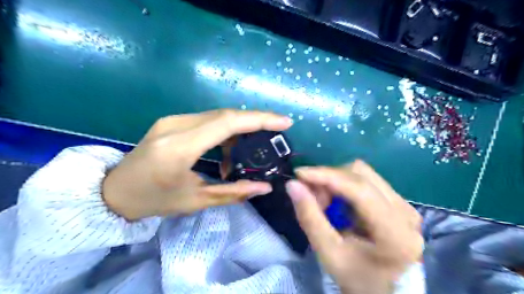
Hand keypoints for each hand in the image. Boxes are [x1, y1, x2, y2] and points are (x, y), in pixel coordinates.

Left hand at [100, 109, 292, 220]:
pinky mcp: (172, 121)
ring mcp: (172, 120)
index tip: (284, 122)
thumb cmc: (154, 201)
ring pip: (218, 116)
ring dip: (238, 130)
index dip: (259, 119)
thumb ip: (234, 192)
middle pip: (225, 115)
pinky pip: (207, 120)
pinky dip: (224, 131)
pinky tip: (226, 150)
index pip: (227, 123)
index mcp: (179, 148)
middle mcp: (175, 126)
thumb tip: (265, 187)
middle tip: (275, 132)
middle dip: (255, 121)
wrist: (114, 191)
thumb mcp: (196, 200)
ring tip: (244, 154)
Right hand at [285, 161, 422, 293]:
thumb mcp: (327, 252)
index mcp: (395, 233)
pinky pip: (365, 180)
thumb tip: (292, 184)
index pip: (360, 190)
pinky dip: (343, 185)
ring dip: (335, 181)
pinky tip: (336, 200)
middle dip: (329, 179)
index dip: (327, 176)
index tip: (299, 174)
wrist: (380, 288)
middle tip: (311, 195)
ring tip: (324, 201)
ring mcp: (404, 204)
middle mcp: (406, 212)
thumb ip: (309, 217)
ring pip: (362, 174)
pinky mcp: (397, 201)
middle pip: (361, 175)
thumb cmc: (354, 275)